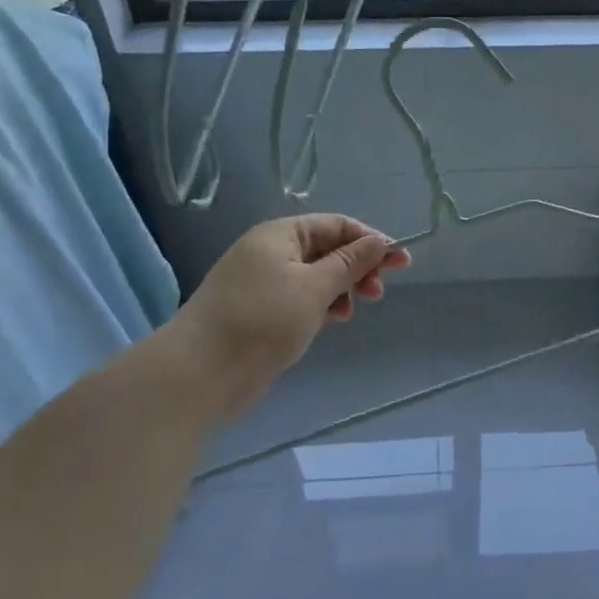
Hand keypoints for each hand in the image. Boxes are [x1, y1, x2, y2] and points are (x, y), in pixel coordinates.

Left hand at [172, 215, 410, 401]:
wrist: (199, 373)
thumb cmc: (262, 321)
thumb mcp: (314, 288)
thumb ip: (349, 264)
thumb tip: (379, 241)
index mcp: (280, 235)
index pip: (336, 225)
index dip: (370, 240)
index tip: (399, 262)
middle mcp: (269, 252)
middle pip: (326, 249)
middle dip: (357, 266)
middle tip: (379, 292)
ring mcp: (261, 283)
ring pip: (314, 276)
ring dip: (341, 288)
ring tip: (354, 310)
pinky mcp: (259, 312)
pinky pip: (300, 297)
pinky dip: (321, 304)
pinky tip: (332, 320)